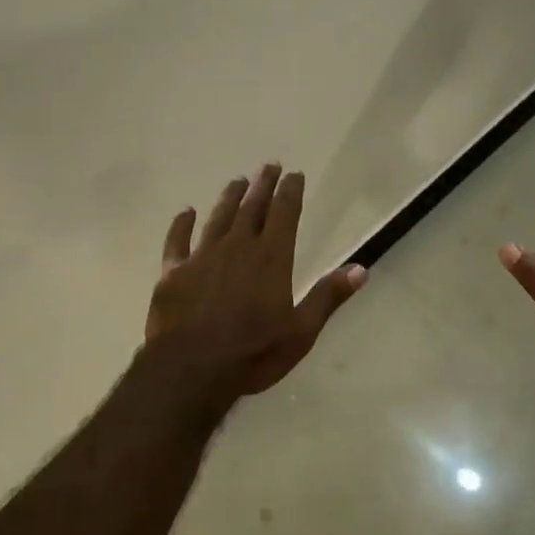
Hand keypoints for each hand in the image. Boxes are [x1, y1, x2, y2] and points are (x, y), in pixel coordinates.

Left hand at [146, 164, 367, 398]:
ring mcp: (202, 257)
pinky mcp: (173, 272)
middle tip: (269, 165)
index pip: (284, 214)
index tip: (294, 174)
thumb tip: (361, 269)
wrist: (191, 369)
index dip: (290, 191)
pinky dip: (182, 224)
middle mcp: (237, 248)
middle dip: (262, 185)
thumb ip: (328, 297)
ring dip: (229, 197)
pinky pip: (177, 240)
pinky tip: (186, 212)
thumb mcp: (301, 332)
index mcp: (271, 259)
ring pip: (218, 218)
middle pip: (251, 208)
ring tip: (237, 181)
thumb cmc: (253, 353)